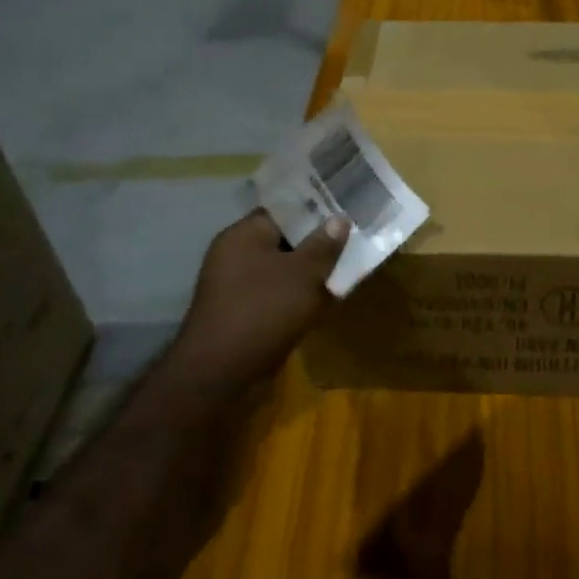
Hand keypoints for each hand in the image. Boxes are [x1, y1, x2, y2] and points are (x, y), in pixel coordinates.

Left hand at [168, 209, 348, 394]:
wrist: (222, 372)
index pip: (283, 209)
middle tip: (355, 236)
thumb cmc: (264, 310)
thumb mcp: (303, 273)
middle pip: (285, 239)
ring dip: (312, 271)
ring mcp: (238, 286)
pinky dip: (301, 295)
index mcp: (244, 235)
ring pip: (284, 269)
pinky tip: (329, 298)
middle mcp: (237, 255)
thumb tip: (339, 218)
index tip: (345, 207)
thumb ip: (323, 245)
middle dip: (318, 241)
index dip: (315, 206)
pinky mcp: (245, 314)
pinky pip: (279, 294)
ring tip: (349, 265)